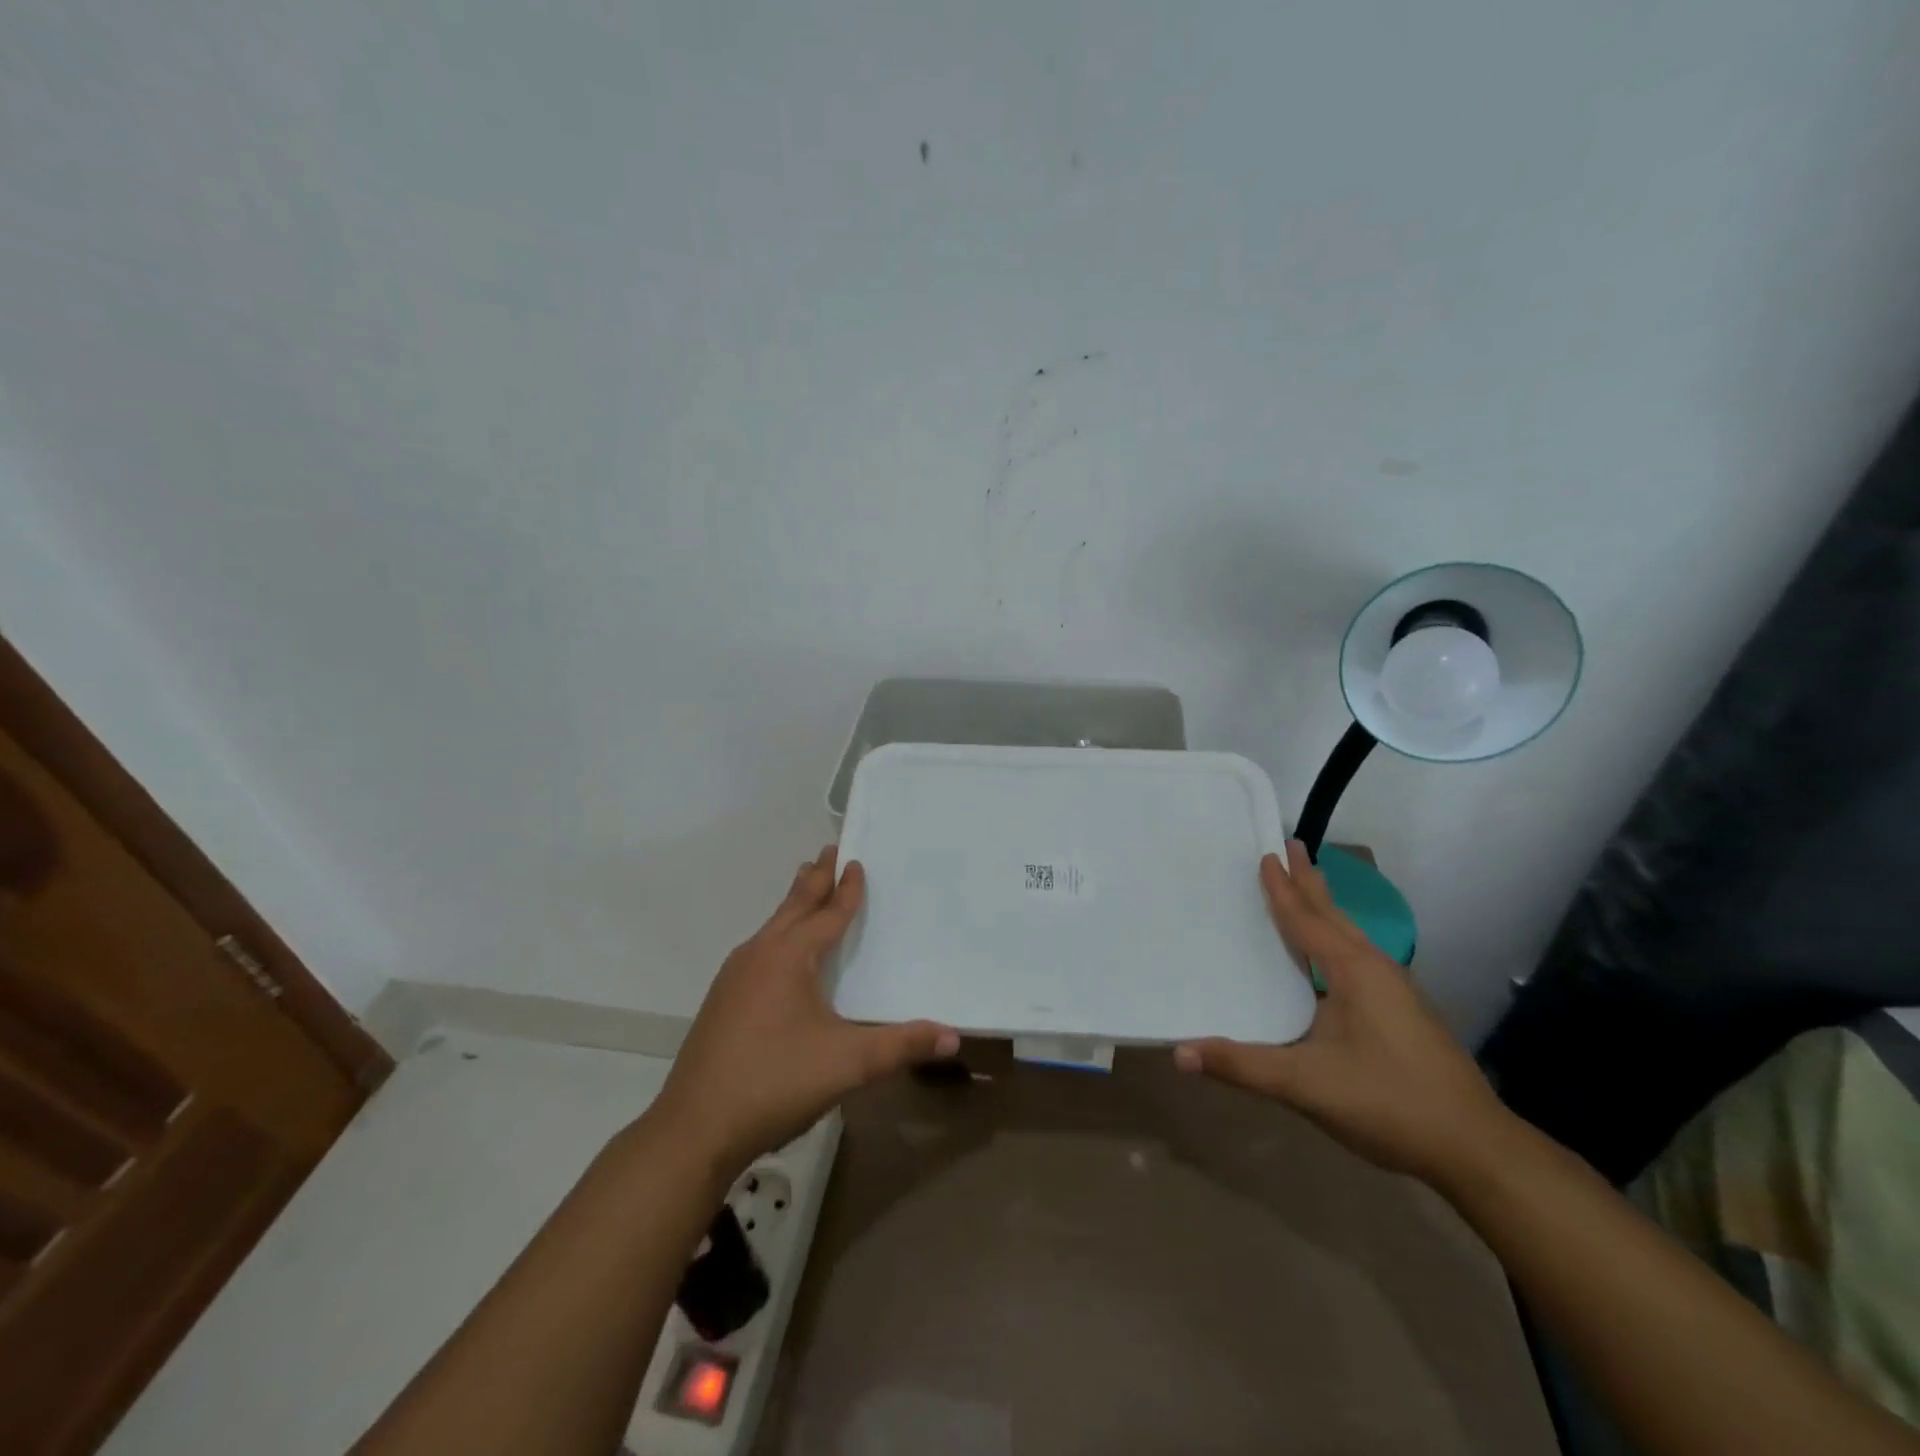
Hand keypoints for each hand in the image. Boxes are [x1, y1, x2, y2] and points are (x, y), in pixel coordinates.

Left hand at [649, 846, 958, 1177]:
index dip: (846, 890)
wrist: (694, 1129)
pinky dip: (778, 933)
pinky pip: (759, 949)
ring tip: (805, 886)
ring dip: (793, 904)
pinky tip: (779, 953)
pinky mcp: (722, 1001)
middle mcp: (759, 955)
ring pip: (771, 927)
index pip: (827, 914)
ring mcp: (734, 977)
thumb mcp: (848, 1064)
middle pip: (793, 906)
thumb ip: (902, 1046)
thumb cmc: (775, 1082)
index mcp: (788, 957)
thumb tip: (954, 1036)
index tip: (855, 861)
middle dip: (814, 879)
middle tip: (828, 851)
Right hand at [1174, 841, 1507, 1184]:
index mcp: (1353, 971)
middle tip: (1293, 847)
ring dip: (1326, 909)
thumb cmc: (1388, 1103)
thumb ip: (1241, 1065)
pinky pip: (1360, 958)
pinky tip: (1334, 957)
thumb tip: (1178, 1051)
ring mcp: (1396, 992)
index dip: (1282, 889)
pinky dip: (1337, 939)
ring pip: (1351, 937)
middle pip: (1334, 916)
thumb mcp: (1305, 1085)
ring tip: (1311, 887)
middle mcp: (1376, 970)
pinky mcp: (1404, 1014)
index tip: (1267, 854)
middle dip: (1310, 883)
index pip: (1305, 921)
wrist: (1477, 1150)